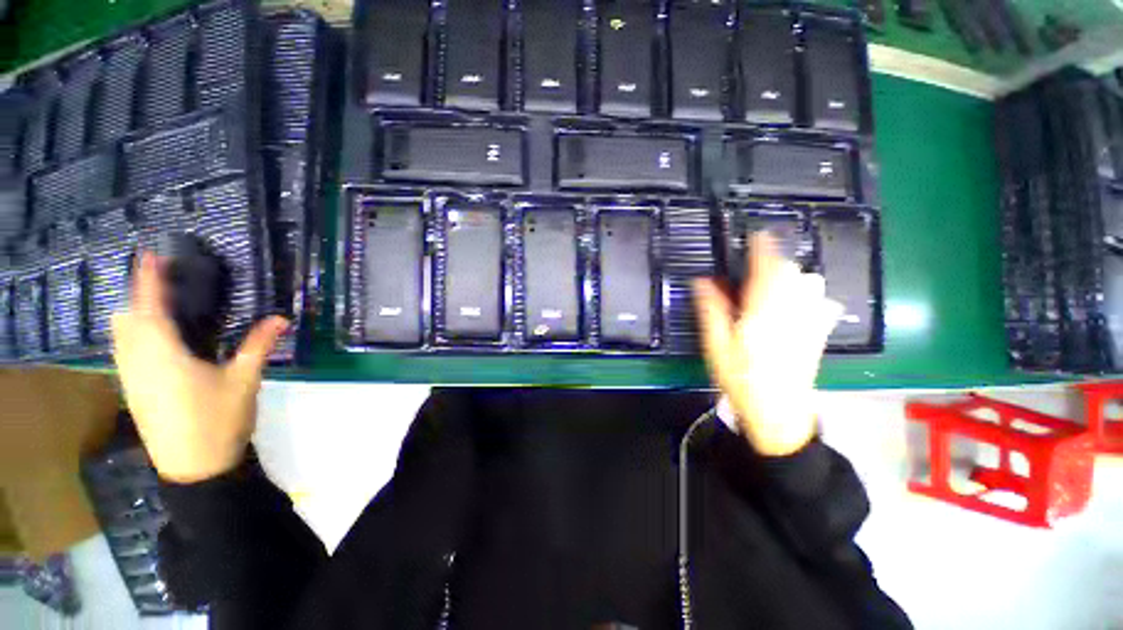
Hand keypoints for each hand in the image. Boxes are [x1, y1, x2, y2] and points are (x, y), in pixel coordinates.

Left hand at [111, 253, 287, 482]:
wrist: (195, 468)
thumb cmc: (220, 420)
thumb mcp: (245, 381)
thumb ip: (259, 346)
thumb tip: (281, 318)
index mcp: (164, 355)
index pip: (150, 308)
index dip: (148, 280)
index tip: (149, 256)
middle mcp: (139, 362)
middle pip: (126, 320)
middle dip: (137, 296)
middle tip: (161, 284)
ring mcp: (131, 379)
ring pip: (120, 337)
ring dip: (133, 316)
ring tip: (156, 308)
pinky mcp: (133, 393)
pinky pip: (124, 353)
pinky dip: (132, 336)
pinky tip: (153, 342)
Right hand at [693, 233, 841, 456]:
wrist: (778, 413)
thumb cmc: (740, 378)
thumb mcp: (716, 346)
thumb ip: (711, 310)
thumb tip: (702, 281)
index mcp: (762, 312)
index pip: (766, 270)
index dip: (762, 249)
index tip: (757, 235)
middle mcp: (790, 311)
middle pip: (792, 273)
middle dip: (776, 262)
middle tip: (757, 266)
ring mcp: (809, 322)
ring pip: (811, 284)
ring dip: (793, 276)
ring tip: (776, 283)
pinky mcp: (819, 333)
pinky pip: (823, 303)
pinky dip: (812, 294)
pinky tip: (801, 301)